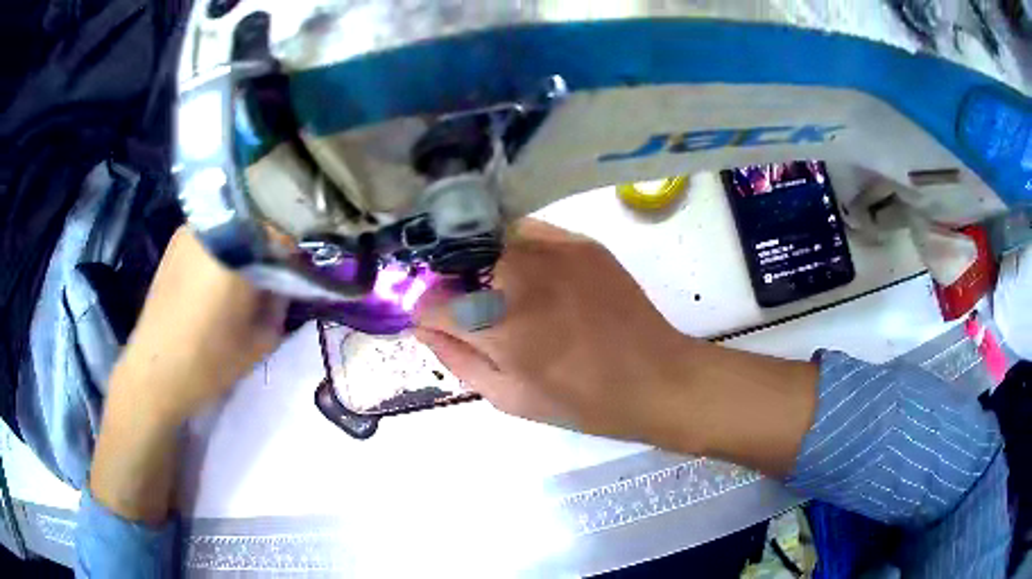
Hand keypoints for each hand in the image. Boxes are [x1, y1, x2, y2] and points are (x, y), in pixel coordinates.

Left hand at [90, 227, 286, 523]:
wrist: (154, 372)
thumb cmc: (209, 361)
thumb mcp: (260, 341)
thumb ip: (279, 306)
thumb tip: (282, 287)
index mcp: (238, 250)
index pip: (282, 240)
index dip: (291, 264)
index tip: (291, 287)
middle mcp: (214, 230)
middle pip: (255, 232)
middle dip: (265, 257)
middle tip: (264, 290)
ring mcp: (189, 234)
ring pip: (231, 234)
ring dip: (241, 256)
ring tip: (236, 291)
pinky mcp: (173, 246)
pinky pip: (209, 241)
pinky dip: (219, 257)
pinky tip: (211, 289)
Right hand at [416, 220, 817, 475]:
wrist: (655, 378)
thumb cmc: (582, 402)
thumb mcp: (509, 398)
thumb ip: (458, 359)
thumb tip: (424, 327)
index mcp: (501, 326)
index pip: (432, 302)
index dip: (427, 315)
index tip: (437, 324)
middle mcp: (521, 277)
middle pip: (456, 259)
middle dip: (449, 282)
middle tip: (465, 305)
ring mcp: (555, 251)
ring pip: (490, 239)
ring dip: (480, 262)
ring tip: (498, 290)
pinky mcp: (581, 241)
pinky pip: (528, 232)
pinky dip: (516, 249)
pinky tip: (530, 274)